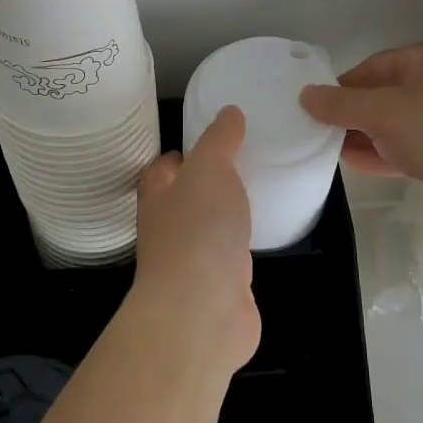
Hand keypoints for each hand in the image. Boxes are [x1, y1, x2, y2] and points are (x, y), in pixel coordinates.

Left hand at [131, 106, 259, 373]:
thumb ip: (219, 140)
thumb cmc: (197, 229)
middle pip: (184, 199)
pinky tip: (264, 235)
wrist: (202, 310)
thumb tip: (229, 112)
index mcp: (158, 196)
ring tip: (257, 192)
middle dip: (206, 183)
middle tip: (243, 162)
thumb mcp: (209, 168)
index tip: (209, 140)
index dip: (181, 154)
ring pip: (208, 229)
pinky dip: (244, 245)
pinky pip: (232, 257)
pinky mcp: (219, 288)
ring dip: (226, 215)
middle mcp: (168, 228)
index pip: (161, 168)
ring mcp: (192, 262)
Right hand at [299, 41, 422, 231]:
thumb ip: (341, 105)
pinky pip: (414, 147)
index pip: (375, 66)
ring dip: (367, 136)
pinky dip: (386, 153)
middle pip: (387, 94)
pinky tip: (357, 164)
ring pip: (400, 123)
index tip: (316, 108)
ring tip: (331, 151)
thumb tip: (304, 95)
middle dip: (353, 114)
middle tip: (319, 132)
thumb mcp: (384, 112)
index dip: (343, 86)